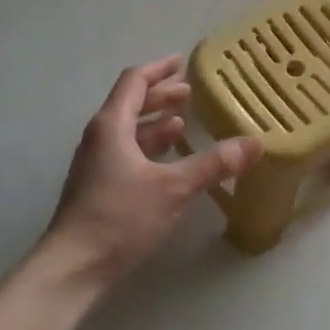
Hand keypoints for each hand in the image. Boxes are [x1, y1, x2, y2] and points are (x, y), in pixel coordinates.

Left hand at [45, 55, 262, 287]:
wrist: (73, 267)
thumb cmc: (120, 217)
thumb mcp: (173, 188)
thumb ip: (213, 164)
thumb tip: (255, 143)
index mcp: (111, 126)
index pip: (134, 82)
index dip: (159, 70)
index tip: (181, 62)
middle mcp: (100, 139)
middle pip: (130, 105)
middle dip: (159, 96)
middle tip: (188, 93)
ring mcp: (96, 165)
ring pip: (128, 132)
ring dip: (154, 124)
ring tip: (181, 123)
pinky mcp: (98, 189)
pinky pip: (127, 154)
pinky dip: (149, 149)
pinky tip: (168, 162)